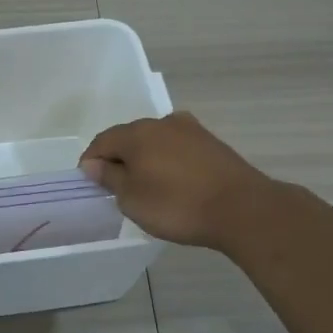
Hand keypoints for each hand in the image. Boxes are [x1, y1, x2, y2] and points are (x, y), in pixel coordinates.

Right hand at [79, 112, 267, 249]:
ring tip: (146, 186)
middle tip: (116, 188)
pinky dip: (168, 162)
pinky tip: (173, 182)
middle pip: (129, 137)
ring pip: (155, 141)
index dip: (91, 162)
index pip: (102, 142)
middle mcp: (162, 123)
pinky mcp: (212, 143)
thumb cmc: (177, 205)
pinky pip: (177, 149)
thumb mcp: (132, 199)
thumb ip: (110, 178)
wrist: (242, 209)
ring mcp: (190, 130)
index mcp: (136, 133)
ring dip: (145, 159)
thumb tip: (94, 164)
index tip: (89, 184)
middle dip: (118, 159)